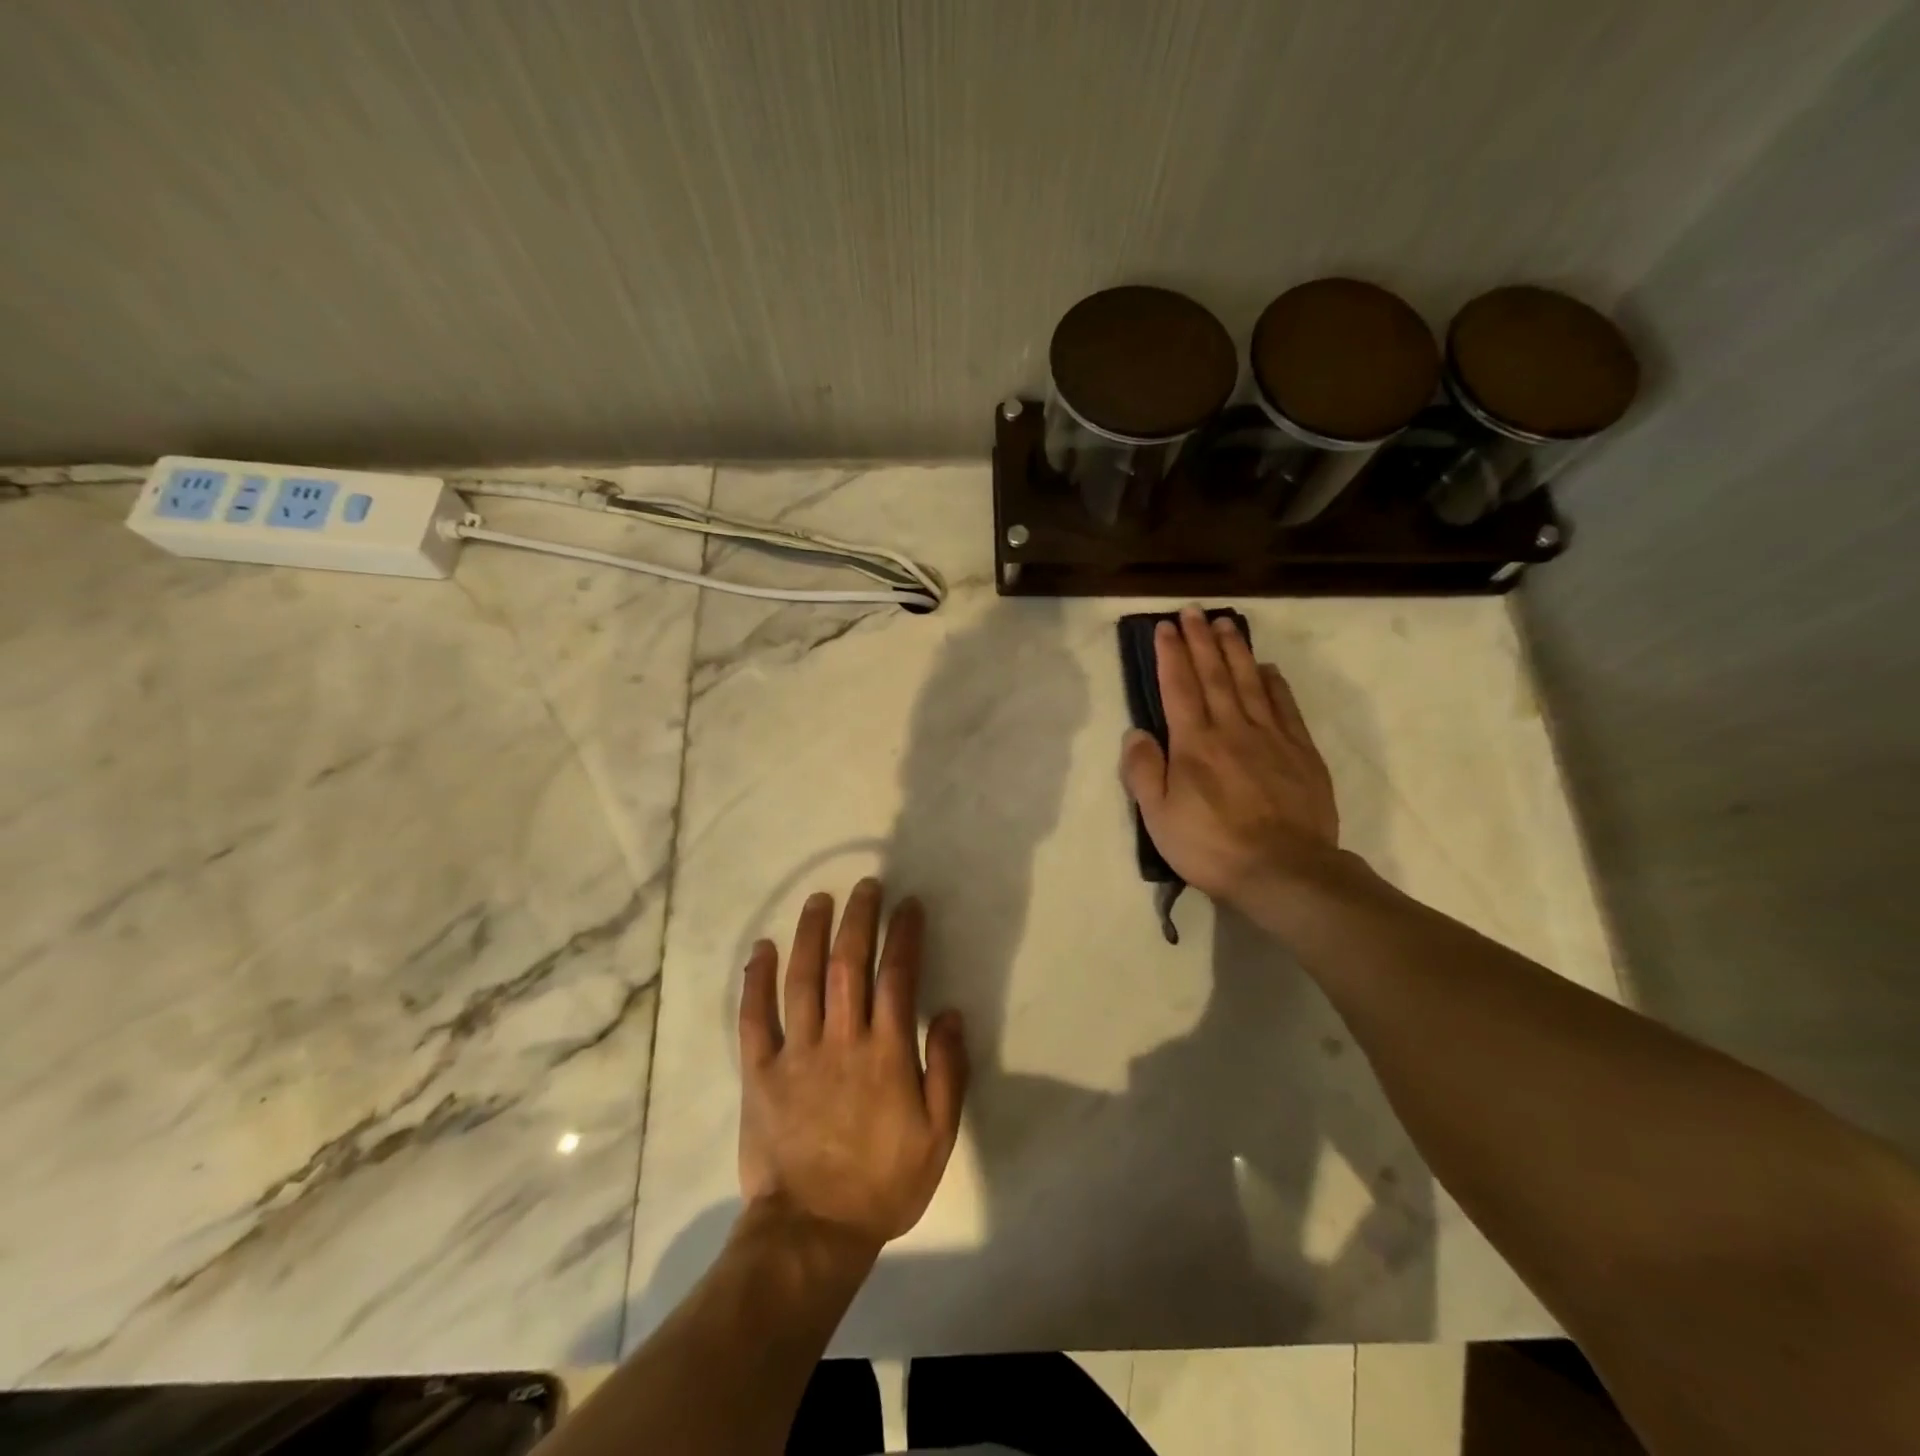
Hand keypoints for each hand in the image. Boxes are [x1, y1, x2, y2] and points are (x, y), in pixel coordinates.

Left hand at [737, 879, 969, 1252]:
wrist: (812, 1233)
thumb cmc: (883, 1183)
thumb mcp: (937, 1136)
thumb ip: (948, 1071)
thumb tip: (952, 1013)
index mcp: (887, 1054)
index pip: (898, 977)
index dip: (904, 935)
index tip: (908, 905)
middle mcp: (841, 1041)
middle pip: (849, 964)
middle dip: (858, 919)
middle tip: (865, 886)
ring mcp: (797, 1054)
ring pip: (802, 979)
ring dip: (811, 934)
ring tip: (819, 900)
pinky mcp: (760, 1073)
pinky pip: (754, 1018)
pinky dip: (756, 980)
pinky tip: (762, 948)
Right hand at [1120, 605, 1340, 915]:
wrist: (1284, 871)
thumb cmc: (1211, 846)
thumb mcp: (1159, 818)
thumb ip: (1143, 771)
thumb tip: (1136, 732)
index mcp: (1194, 744)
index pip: (1178, 688)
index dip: (1170, 655)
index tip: (1165, 627)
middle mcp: (1231, 729)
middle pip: (1214, 675)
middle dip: (1201, 641)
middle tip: (1193, 611)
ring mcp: (1271, 738)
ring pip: (1250, 682)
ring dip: (1235, 650)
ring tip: (1225, 624)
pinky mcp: (1301, 752)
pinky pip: (1286, 707)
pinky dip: (1275, 683)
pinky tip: (1268, 668)